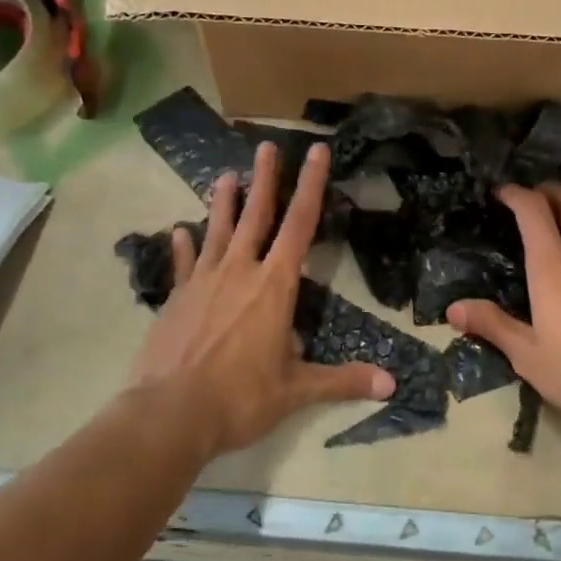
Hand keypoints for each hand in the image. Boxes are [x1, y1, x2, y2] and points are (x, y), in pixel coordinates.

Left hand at [130, 140, 394, 456]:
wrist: (169, 415)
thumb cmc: (240, 398)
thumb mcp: (296, 391)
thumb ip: (342, 381)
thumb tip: (391, 384)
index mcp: (274, 285)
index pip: (300, 225)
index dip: (312, 186)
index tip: (317, 152)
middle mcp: (240, 271)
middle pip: (256, 215)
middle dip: (266, 179)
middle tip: (267, 145)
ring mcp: (204, 282)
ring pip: (218, 231)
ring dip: (224, 202)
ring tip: (226, 175)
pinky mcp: (177, 298)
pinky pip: (184, 264)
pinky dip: (184, 247)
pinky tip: (179, 231)